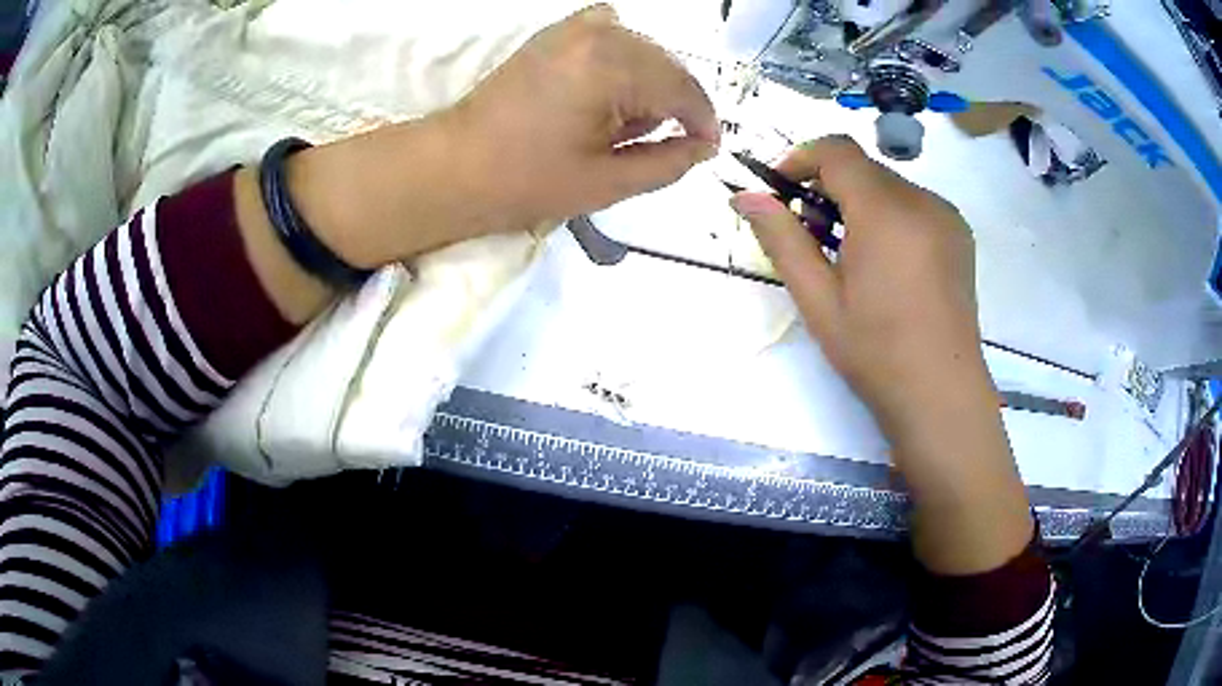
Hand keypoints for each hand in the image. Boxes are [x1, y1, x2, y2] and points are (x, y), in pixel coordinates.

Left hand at [284, 5, 718, 271]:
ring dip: (647, 82)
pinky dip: (621, 55)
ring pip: (642, 49)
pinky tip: (609, 83)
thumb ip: (668, 162)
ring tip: (621, 121)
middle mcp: (599, 34)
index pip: (683, 89)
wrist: (458, 165)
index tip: (706, 148)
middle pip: (666, 65)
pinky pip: (608, 30)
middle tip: (658, 142)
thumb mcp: (609, 181)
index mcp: (613, 67)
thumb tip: (704, 147)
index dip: (702, 122)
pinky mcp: (555, 33)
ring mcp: (573, 28)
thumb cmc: (528, 180)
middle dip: (673, 103)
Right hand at [731, 137, 987, 431]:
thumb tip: (745, 195)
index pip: (837, 151)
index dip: (801, 158)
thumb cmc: (876, 352)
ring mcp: (947, 216)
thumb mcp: (818, 300)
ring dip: (859, 203)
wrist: (941, 394)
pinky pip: (914, 205)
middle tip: (811, 236)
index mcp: (886, 212)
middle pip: (863, 168)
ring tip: (848, 255)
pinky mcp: (960, 234)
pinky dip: (889, 216)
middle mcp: (923, 201)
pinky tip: (885, 263)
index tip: (781, 192)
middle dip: (828, 187)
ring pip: (889, 186)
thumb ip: (782, 239)